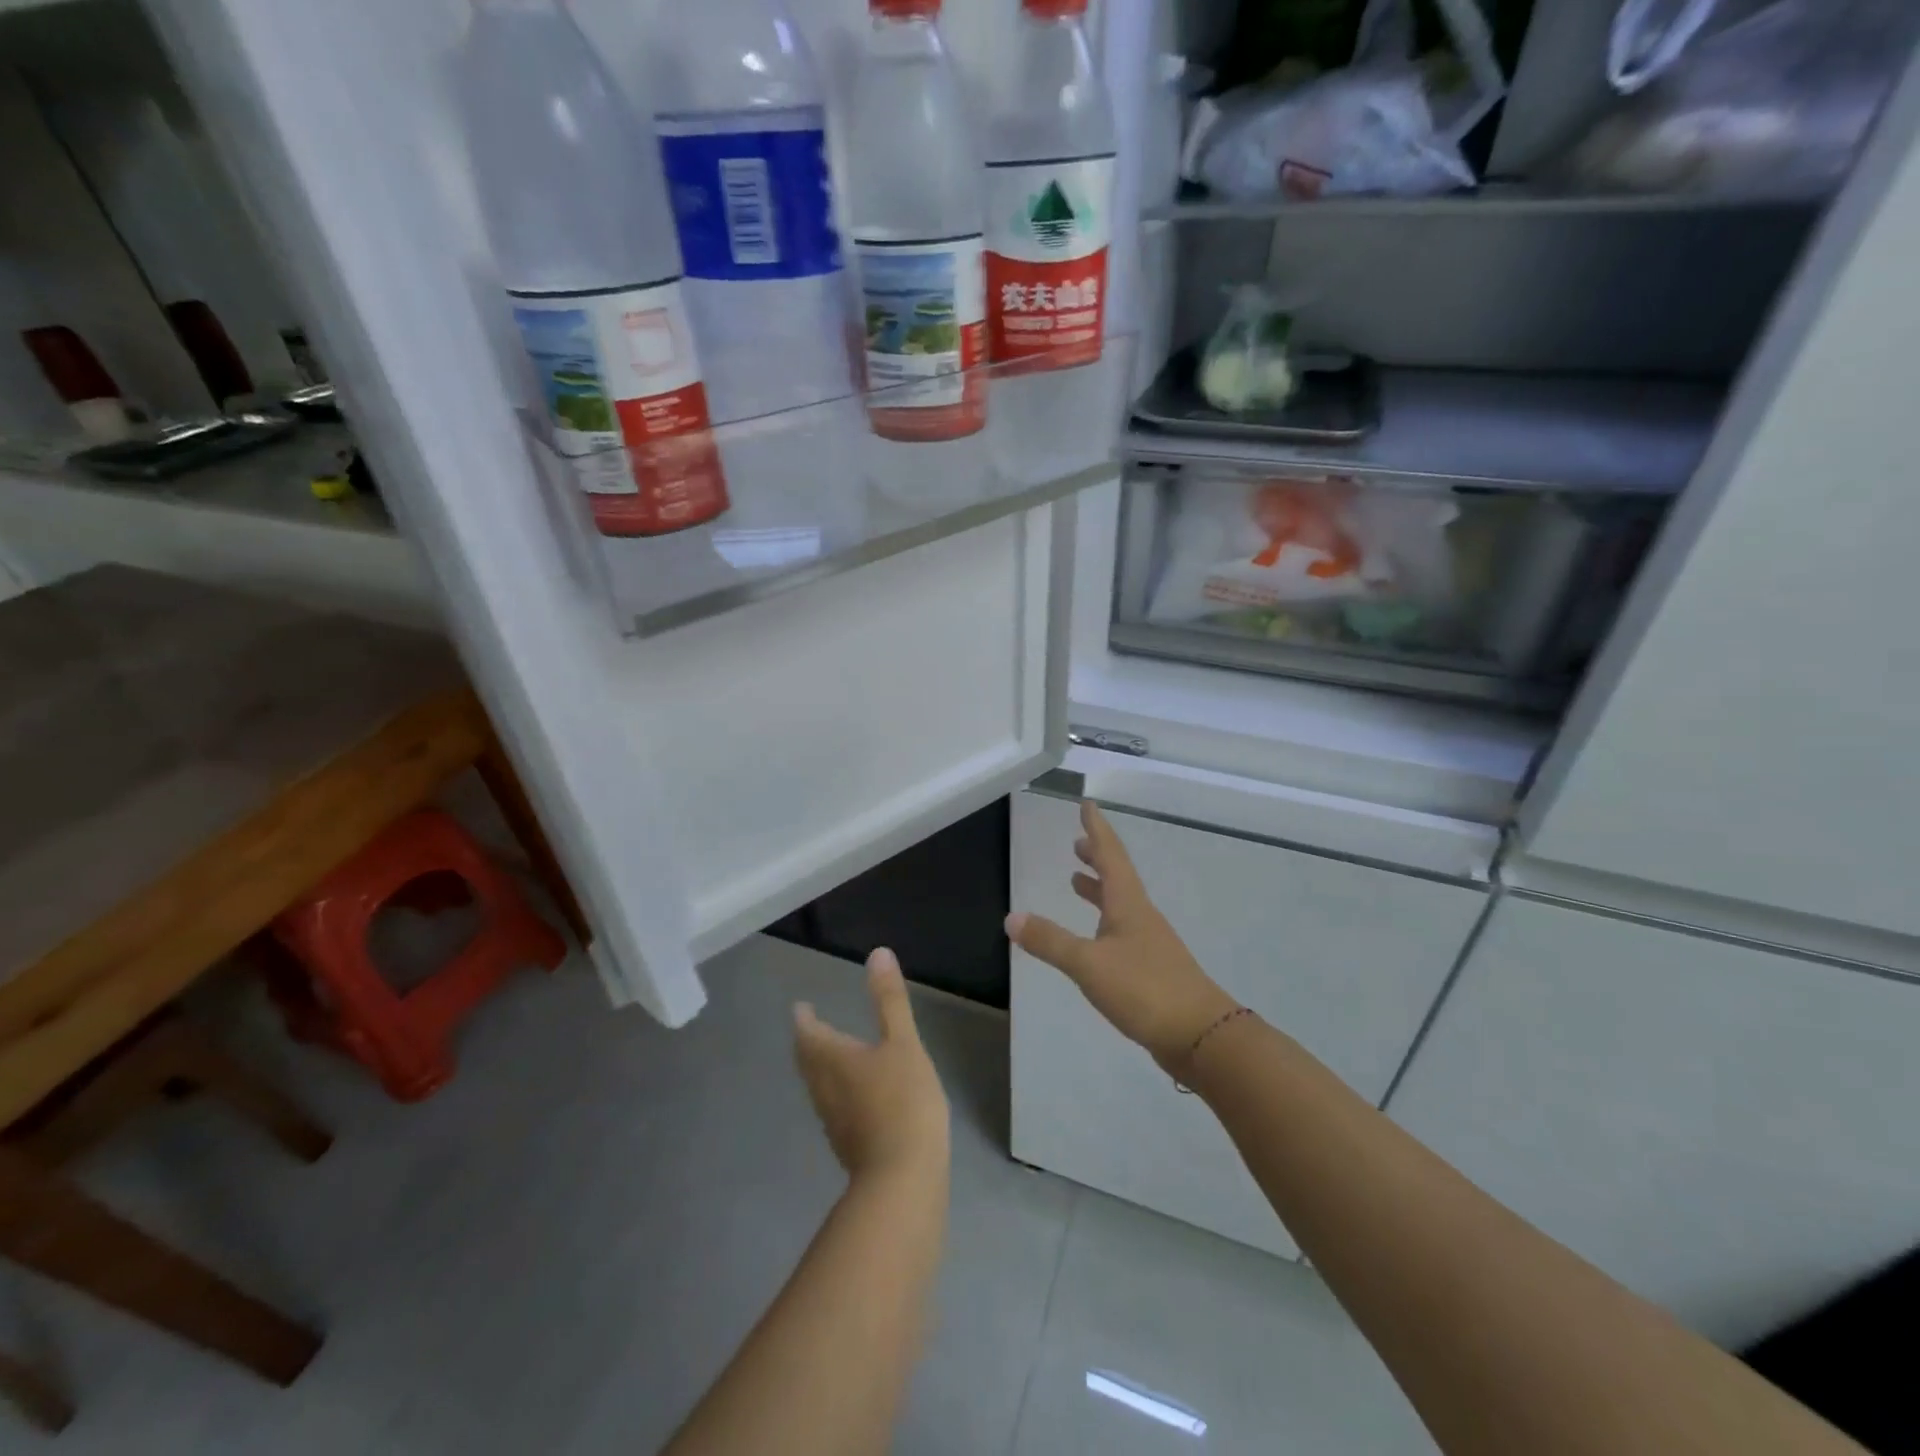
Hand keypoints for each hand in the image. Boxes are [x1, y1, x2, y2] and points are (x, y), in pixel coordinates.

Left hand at [794, 948, 950, 1181]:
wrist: (903, 1178)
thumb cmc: (903, 1101)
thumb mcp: (903, 1043)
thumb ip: (890, 1000)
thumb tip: (877, 953)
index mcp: (833, 1060)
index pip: (808, 1033)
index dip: (804, 1019)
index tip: (800, 1007)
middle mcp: (824, 1089)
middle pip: (807, 1062)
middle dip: (808, 1042)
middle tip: (811, 1028)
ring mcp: (834, 1122)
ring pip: (818, 1086)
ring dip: (819, 1068)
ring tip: (830, 1056)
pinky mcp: (848, 1145)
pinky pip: (834, 1108)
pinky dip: (837, 1092)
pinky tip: (855, 1097)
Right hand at [1006, 800, 1238, 1069]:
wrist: (1200, 1034)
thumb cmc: (1144, 989)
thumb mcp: (1088, 964)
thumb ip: (1050, 941)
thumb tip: (1011, 917)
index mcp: (1128, 904)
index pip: (1110, 855)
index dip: (1097, 829)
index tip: (1088, 804)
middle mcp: (1141, 916)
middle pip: (1118, 876)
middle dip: (1097, 857)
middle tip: (1078, 843)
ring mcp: (1150, 942)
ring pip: (1121, 904)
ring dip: (1099, 888)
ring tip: (1077, 881)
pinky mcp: (1152, 968)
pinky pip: (1122, 930)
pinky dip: (1104, 920)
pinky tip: (1095, 939)